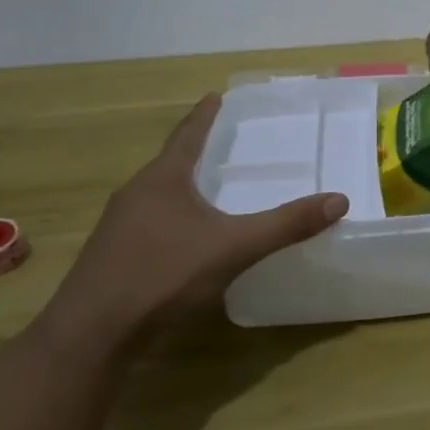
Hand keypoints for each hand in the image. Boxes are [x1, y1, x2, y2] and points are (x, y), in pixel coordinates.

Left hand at [41, 94, 348, 348]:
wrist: (91, 334)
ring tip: (210, 186)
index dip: (204, 115)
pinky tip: (188, 237)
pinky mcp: (113, 256)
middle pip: (170, 162)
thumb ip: (285, 225)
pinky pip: (150, 222)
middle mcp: (136, 194)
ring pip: (158, 194)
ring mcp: (119, 226)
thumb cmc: (162, 275)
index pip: (187, 135)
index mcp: (162, 179)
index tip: (215, 95)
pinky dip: (174, 216)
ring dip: (183, 185)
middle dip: (196, 150)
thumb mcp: (233, 247)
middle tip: (224, 141)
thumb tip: (338, 200)